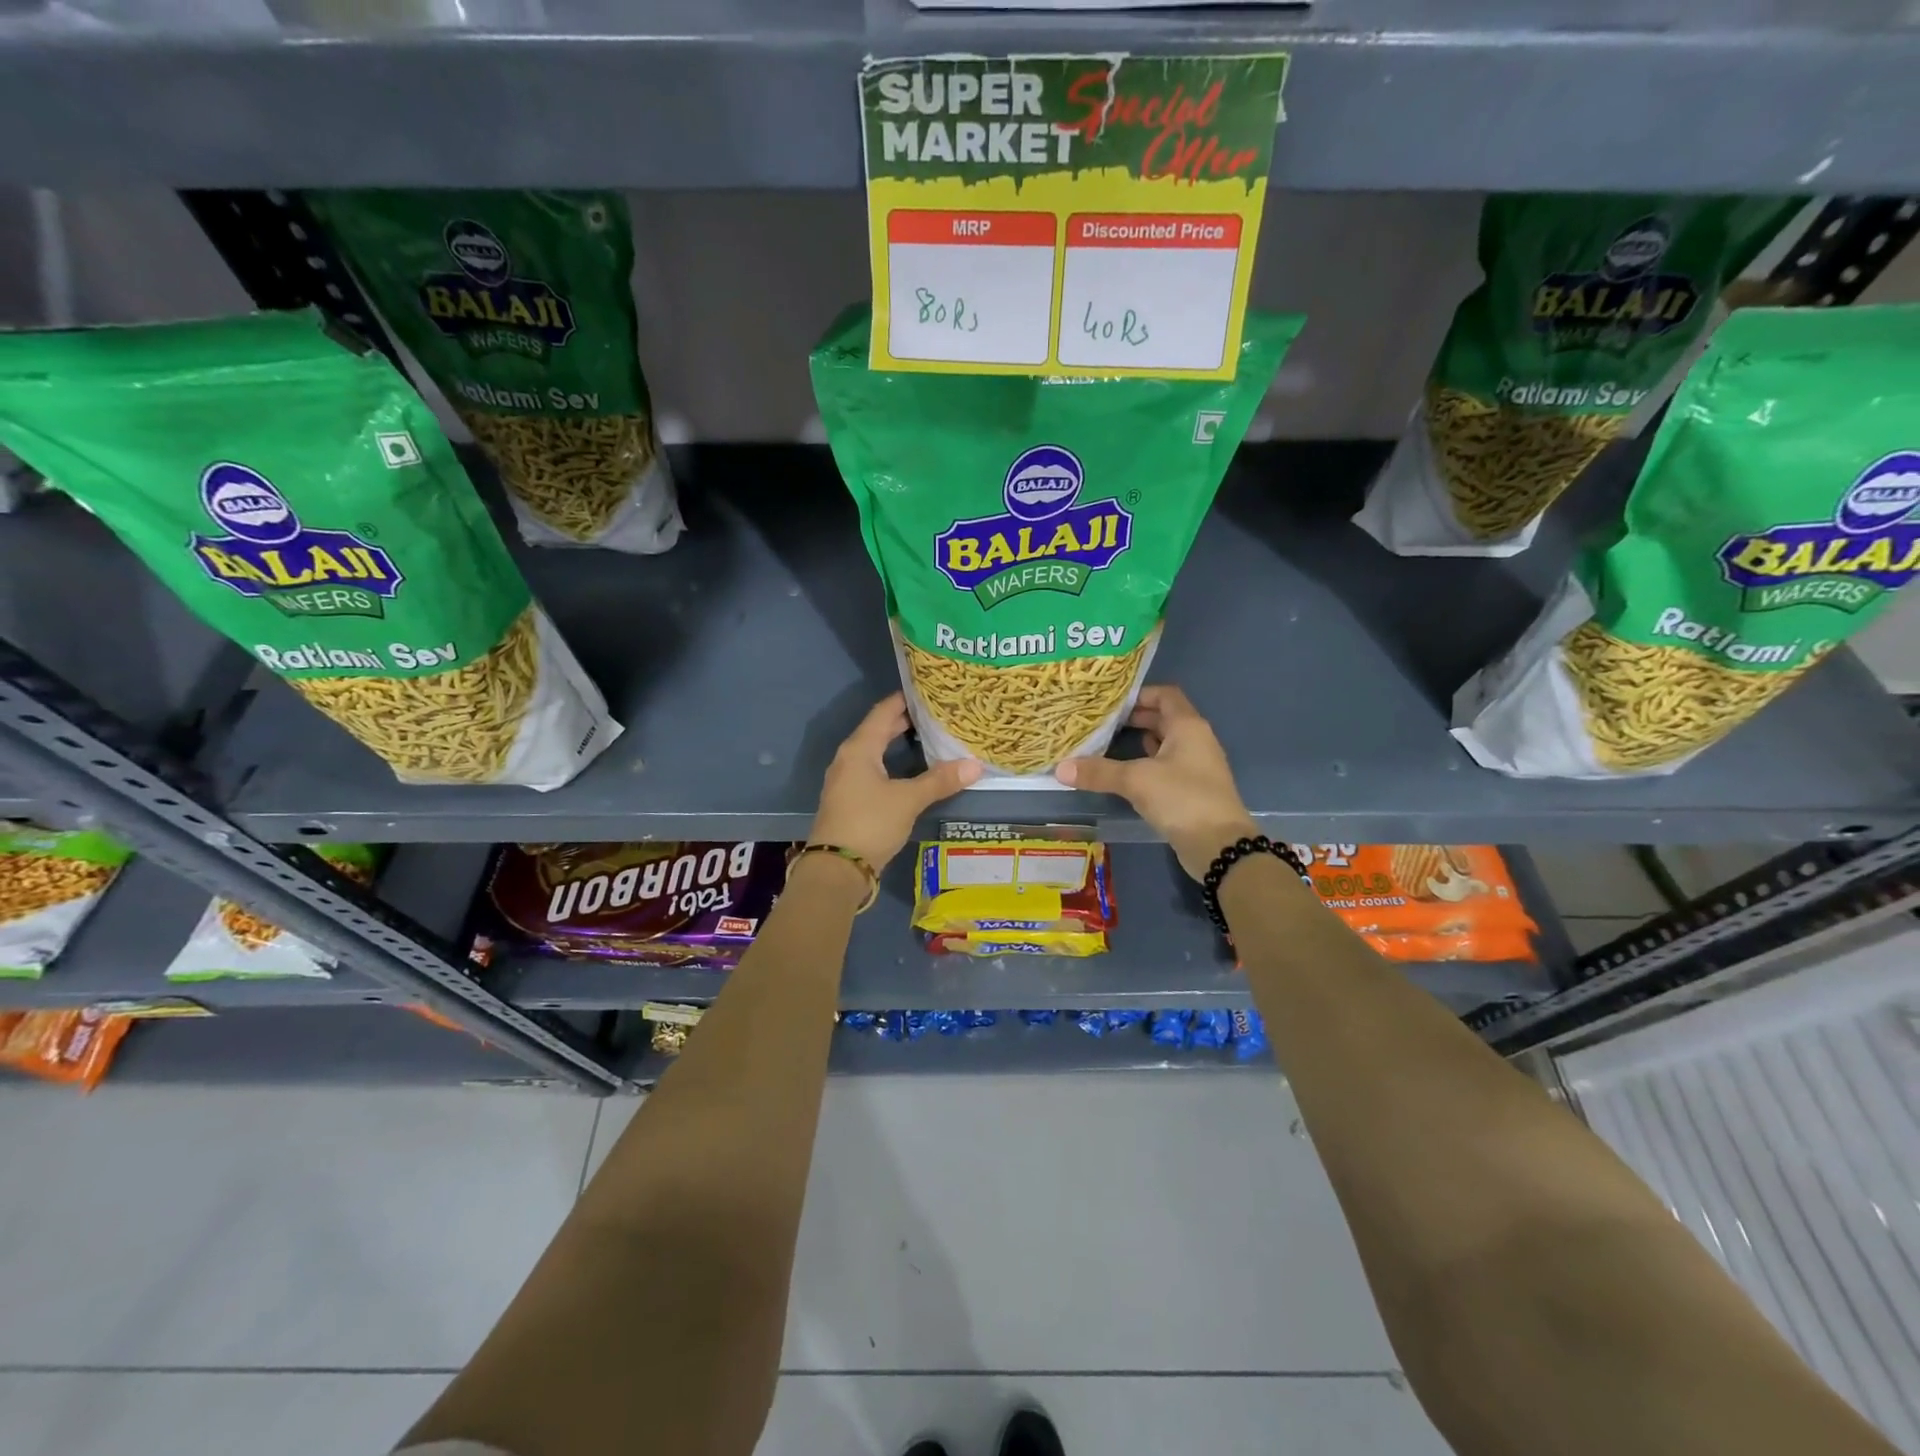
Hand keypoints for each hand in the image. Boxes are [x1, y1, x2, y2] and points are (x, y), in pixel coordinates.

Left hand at [810, 693, 981, 871]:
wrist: (837, 869)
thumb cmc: (870, 824)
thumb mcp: (908, 800)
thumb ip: (939, 781)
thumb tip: (975, 765)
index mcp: (859, 749)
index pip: (883, 712)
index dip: (904, 699)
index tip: (928, 690)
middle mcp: (849, 758)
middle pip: (878, 730)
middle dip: (905, 721)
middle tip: (936, 713)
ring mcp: (847, 780)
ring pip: (875, 752)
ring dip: (897, 743)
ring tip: (928, 738)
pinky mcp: (850, 799)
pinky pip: (873, 770)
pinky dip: (892, 763)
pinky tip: (910, 771)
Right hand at [1054, 684, 1256, 880]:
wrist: (1220, 846)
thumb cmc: (1182, 799)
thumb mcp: (1136, 781)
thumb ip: (1099, 772)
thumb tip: (1060, 768)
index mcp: (1188, 726)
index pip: (1165, 695)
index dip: (1139, 694)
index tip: (1111, 702)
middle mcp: (1196, 740)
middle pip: (1164, 718)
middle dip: (1134, 718)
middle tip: (1102, 722)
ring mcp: (1196, 766)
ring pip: (1165, 743)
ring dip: (1140, 741)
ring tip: (1108, 743)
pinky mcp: (1192, 789)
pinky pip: (1166, 766)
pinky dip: (1147, 763)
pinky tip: (1126, 772)